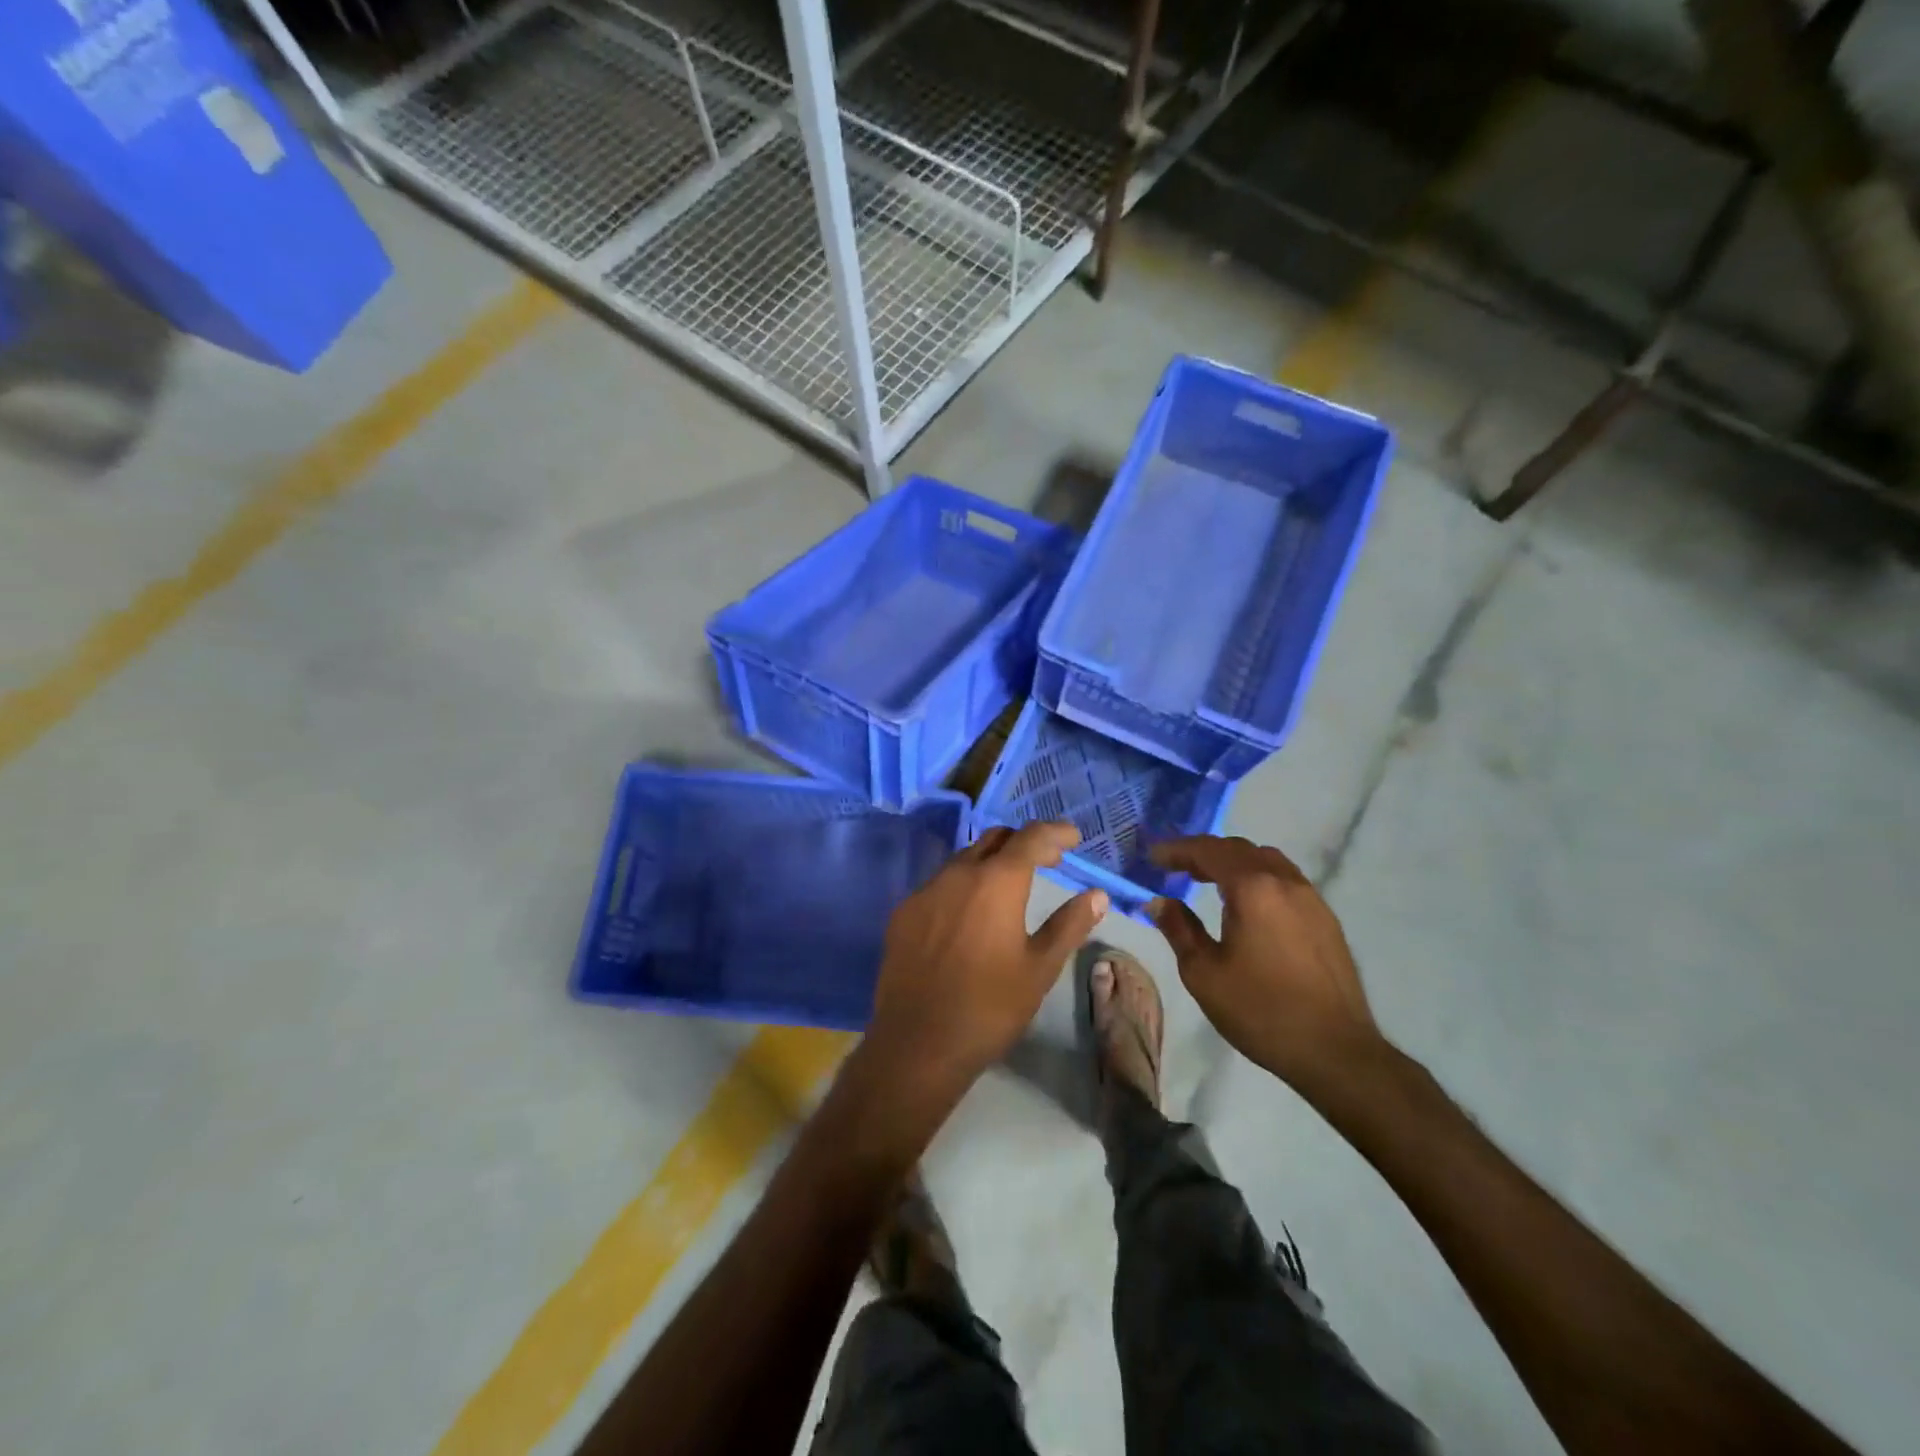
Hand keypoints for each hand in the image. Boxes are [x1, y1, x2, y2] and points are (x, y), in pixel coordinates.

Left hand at [865, 823, 1107, 1101]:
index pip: (1031, 837)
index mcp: (996, 882)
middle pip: (994, 838)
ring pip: (963, 858)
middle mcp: (957, 874)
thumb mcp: (1040, 968)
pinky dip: (963, 885)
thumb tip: (1097, 895)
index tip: (1073, 838)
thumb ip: (1069, 925)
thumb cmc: (990, 1007)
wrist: (918, 1043)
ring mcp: (925, 891)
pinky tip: (969, 914)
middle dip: (1023, 842)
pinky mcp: (903, 912)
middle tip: (1047, 860)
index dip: (1055, 832)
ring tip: (1010, 885)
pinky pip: (939, 884)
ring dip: (991, 861)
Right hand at [1148, 836, 1383, 1095]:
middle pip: (1239, 849)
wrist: (1336, 1052)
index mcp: (1253, 889)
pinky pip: (1285, 880)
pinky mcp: (1326, 919)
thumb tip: (1158, 902)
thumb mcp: (1203, 973)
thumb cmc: (1261, 1011)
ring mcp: (1311, 899)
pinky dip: (1257, 878)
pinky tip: (1246, 904)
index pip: (1208, 851)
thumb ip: (1178, 929)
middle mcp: (1285, 882)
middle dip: (1204, 852)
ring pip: (1267, 861)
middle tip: (1175, 867)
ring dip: (1233, 862)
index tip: (1152, 857)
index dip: (1177, 850)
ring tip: (1208, 880)